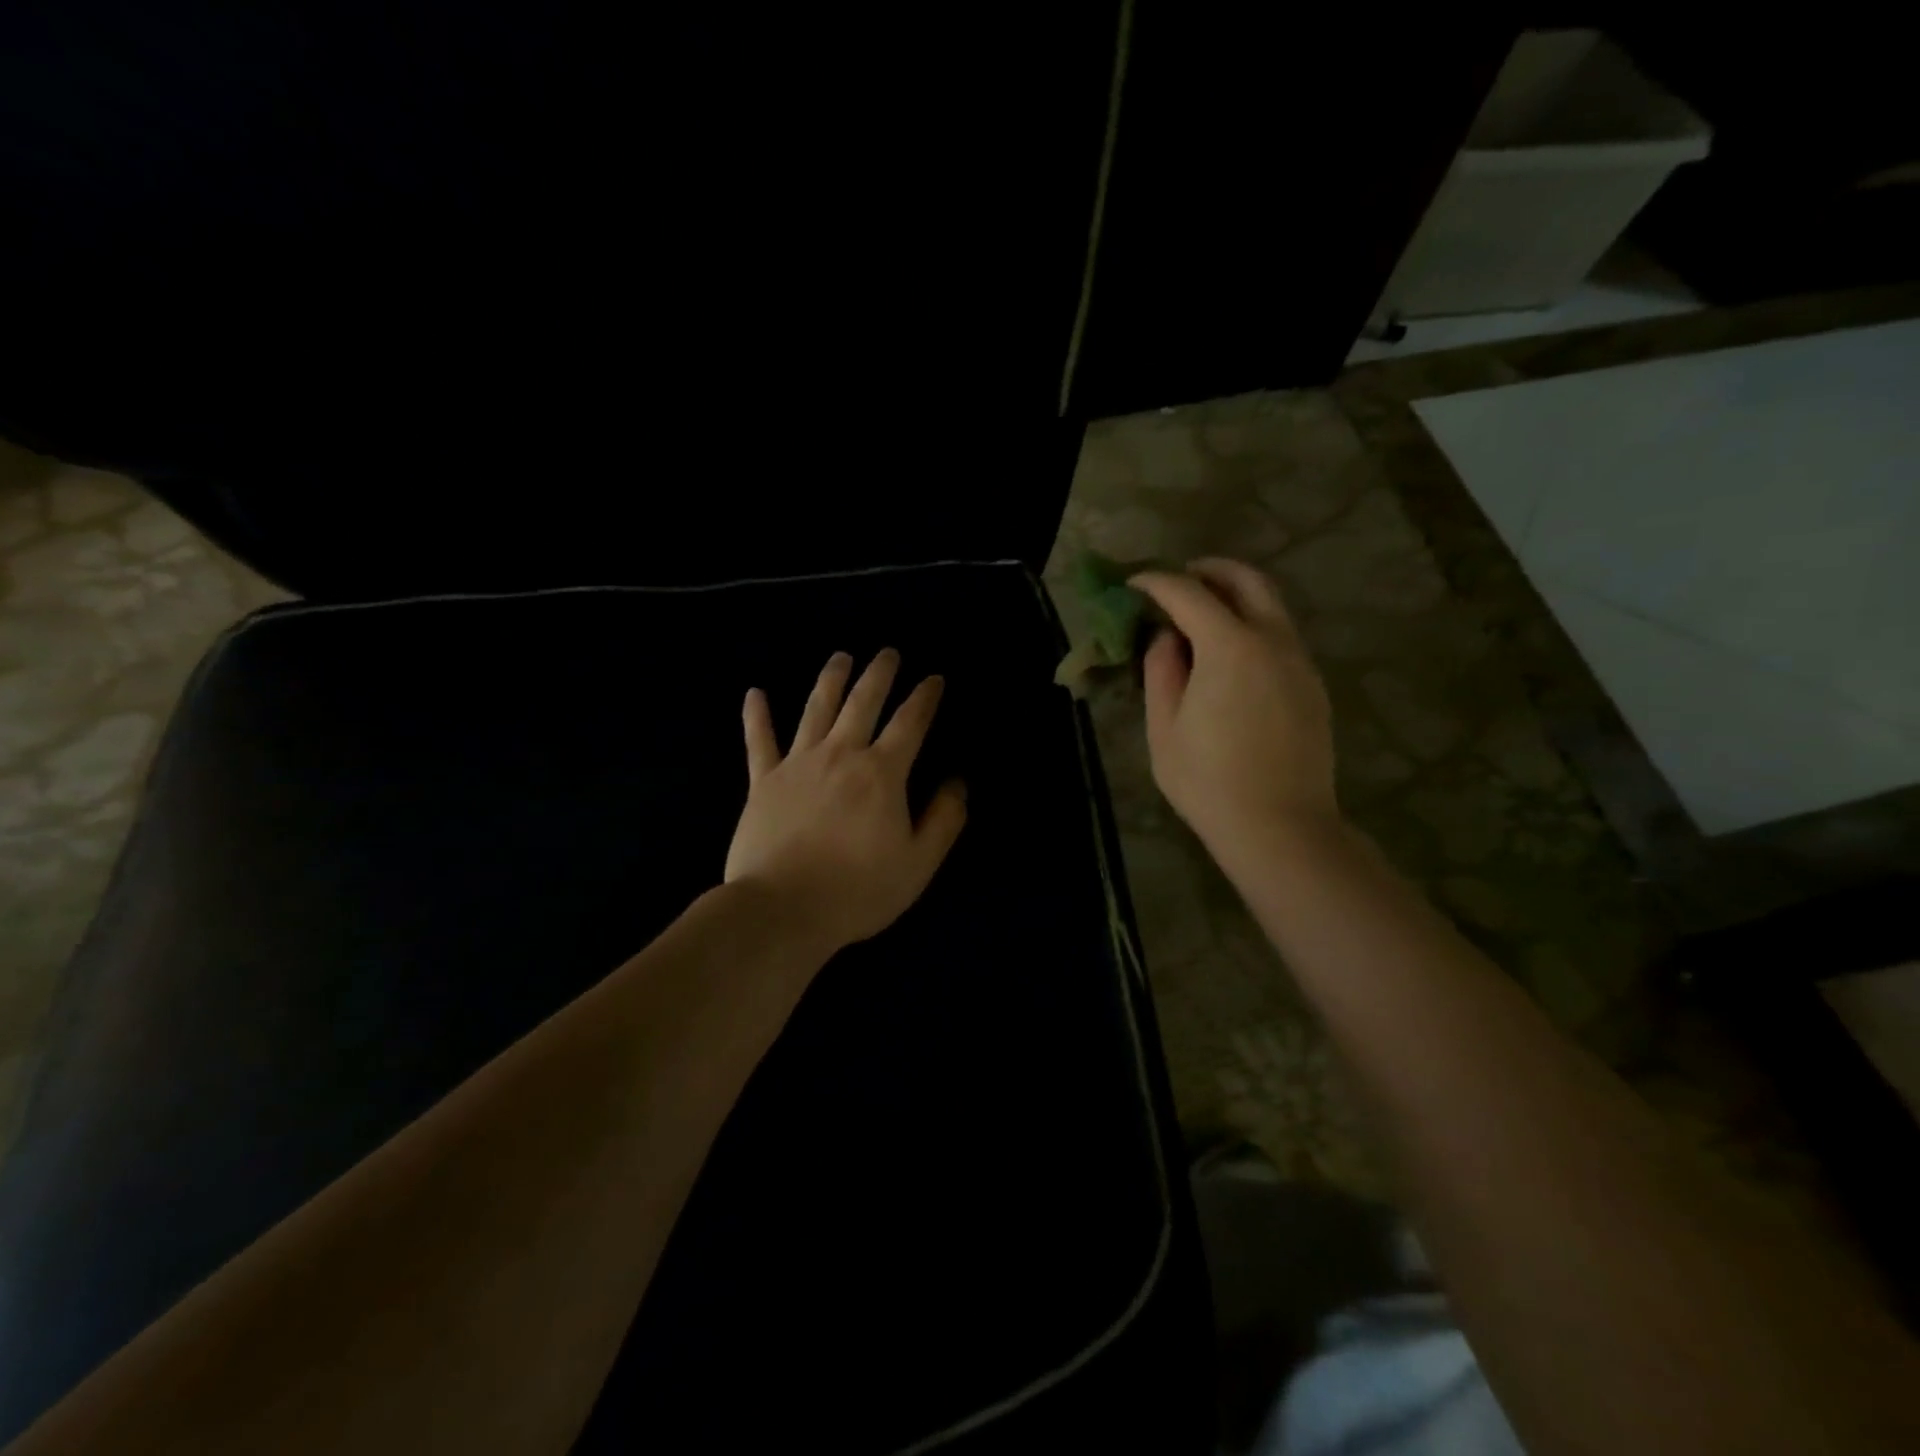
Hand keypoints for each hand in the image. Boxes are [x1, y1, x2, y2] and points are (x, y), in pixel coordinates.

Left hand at [725, 649, 967, 954]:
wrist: (782, 909)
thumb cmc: (857, 890)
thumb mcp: (918, 863)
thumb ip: (944, 819)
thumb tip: (957, 782)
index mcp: (881, 773)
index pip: (910, 723)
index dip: (924, 698)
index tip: (933, 679)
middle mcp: (841, 754)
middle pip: (862, 702)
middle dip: (879, 674)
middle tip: (888, 653)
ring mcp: (798, 763)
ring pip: (816, 709)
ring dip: (831, 679)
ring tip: (841, 657)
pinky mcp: (763, 781)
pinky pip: (759, 741)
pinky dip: (756, 716)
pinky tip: (754, 693)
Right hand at [1129, 559, 1340, 872]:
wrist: (1280, 827)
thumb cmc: (1208, 781)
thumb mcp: (1165, 728)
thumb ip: (1161, 671)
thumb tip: (1165, 639)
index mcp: (1230, 647)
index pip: (1188, 594)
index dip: (1156, 582)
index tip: (1134, 585)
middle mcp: (1273, 641)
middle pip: (1247, 581)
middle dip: (1209, 570)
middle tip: (1179, 579)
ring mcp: (1299, 662)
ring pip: (1271, 606)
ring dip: (1235, 596)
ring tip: (1202, 614)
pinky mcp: (1312, 685)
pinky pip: (1282, 636)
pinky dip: (1254, 625)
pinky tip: (1231, 655)